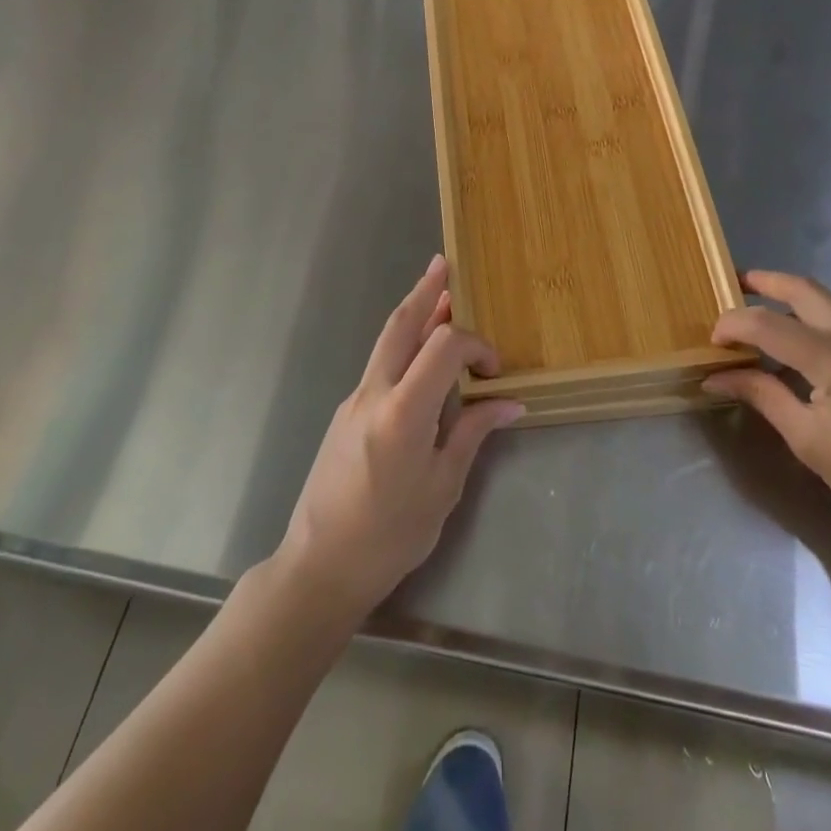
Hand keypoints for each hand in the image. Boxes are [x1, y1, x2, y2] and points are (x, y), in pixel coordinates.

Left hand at [275, 256, 521, 620]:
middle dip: (424, 291)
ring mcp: (353, 400)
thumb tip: (510, 402)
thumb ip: (472, 433)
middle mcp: (373, 393)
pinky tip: (420, 357)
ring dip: (413, 314)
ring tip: (437, 292)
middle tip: (443, 264)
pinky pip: (379, 366)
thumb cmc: (391, 535)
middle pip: (400, 325)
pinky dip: (402, 346)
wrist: (320, 566)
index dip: (475, 345)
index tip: (494, 371)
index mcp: (403, 411)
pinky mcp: (345, 413)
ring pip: (386, 341)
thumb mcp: (443, 487)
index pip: (443, 346)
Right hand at [703, 270, 830, 555]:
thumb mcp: (808, 441)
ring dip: (789, 300)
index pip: (769, 325)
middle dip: (765, 281)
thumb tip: (716, 377)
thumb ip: (762, 396)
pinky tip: (799, 351)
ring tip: (758, 316)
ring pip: (826, 303)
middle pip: (804, 290)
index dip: (733, 326)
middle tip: (733, 284)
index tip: (712, 342)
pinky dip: (812, 323)